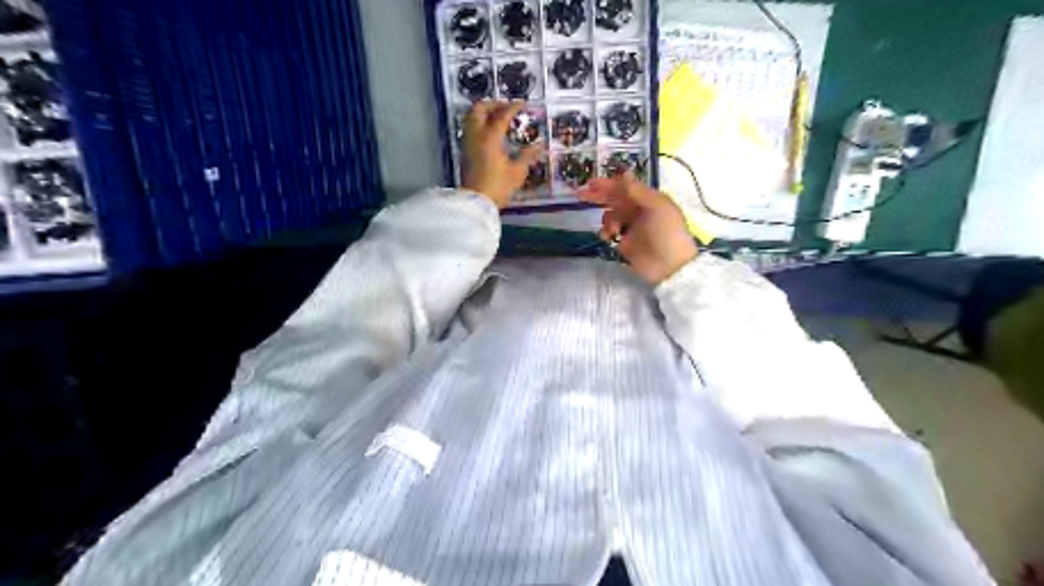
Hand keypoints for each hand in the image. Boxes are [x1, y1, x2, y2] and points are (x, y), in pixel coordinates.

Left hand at [463, 100, 543, 207]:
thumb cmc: (498, 187)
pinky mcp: (464, 151)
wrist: (475, 202)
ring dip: (484, 113)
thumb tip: (539, 144)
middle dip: (493, 104)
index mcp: (490, 137)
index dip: (513, 107)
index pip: (501, 115)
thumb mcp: (517, 172)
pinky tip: (490, 132)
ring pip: (471, 117)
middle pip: (479, 109)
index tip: (522, 104)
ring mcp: (467, 142)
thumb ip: (527, 155)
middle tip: (506, 108)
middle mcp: (476, 135)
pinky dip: (479, 123)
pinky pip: (470, 129)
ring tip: (497, 118)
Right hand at [578, 172, 699, 282]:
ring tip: (613, 229)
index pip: (624, 188)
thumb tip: (624, 173)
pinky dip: (606, 232)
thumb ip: (638, 191)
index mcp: (648, 200)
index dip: (608, 184)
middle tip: (580, 195)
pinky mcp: (624, 244)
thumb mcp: (657, 206)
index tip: (590, 183)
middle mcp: (638, 211)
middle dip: (599, 197)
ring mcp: (631, 228)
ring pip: (610, 217)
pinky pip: (610, 233)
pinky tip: (608, 237)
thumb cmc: (667, 232)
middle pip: (615, 200)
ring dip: (606, 219)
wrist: (670, 265)